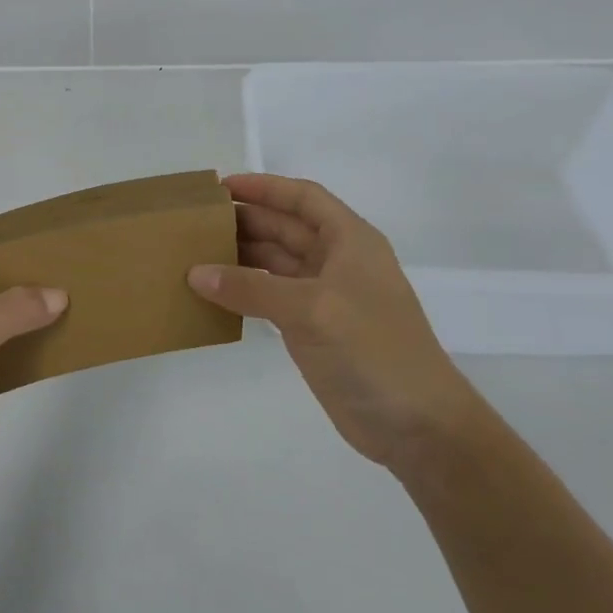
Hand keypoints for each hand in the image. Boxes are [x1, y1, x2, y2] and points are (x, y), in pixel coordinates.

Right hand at [188, 173, 483, 472]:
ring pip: (274, 262)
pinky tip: (213, 292)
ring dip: (239, 256)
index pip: (303, 198)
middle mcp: (337, 261)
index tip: (220, 187)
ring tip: (195, 253)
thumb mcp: (311, 309)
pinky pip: (269, 296)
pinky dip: (243, 291)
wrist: (417, 425)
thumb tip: (195, 273)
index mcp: (349, 240)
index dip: (264, 187)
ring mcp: (324, 296)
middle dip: (244, 220)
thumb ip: (251, 288)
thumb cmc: (373, 349)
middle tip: (195, 222)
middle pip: (284, 227)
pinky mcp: (312, 328)